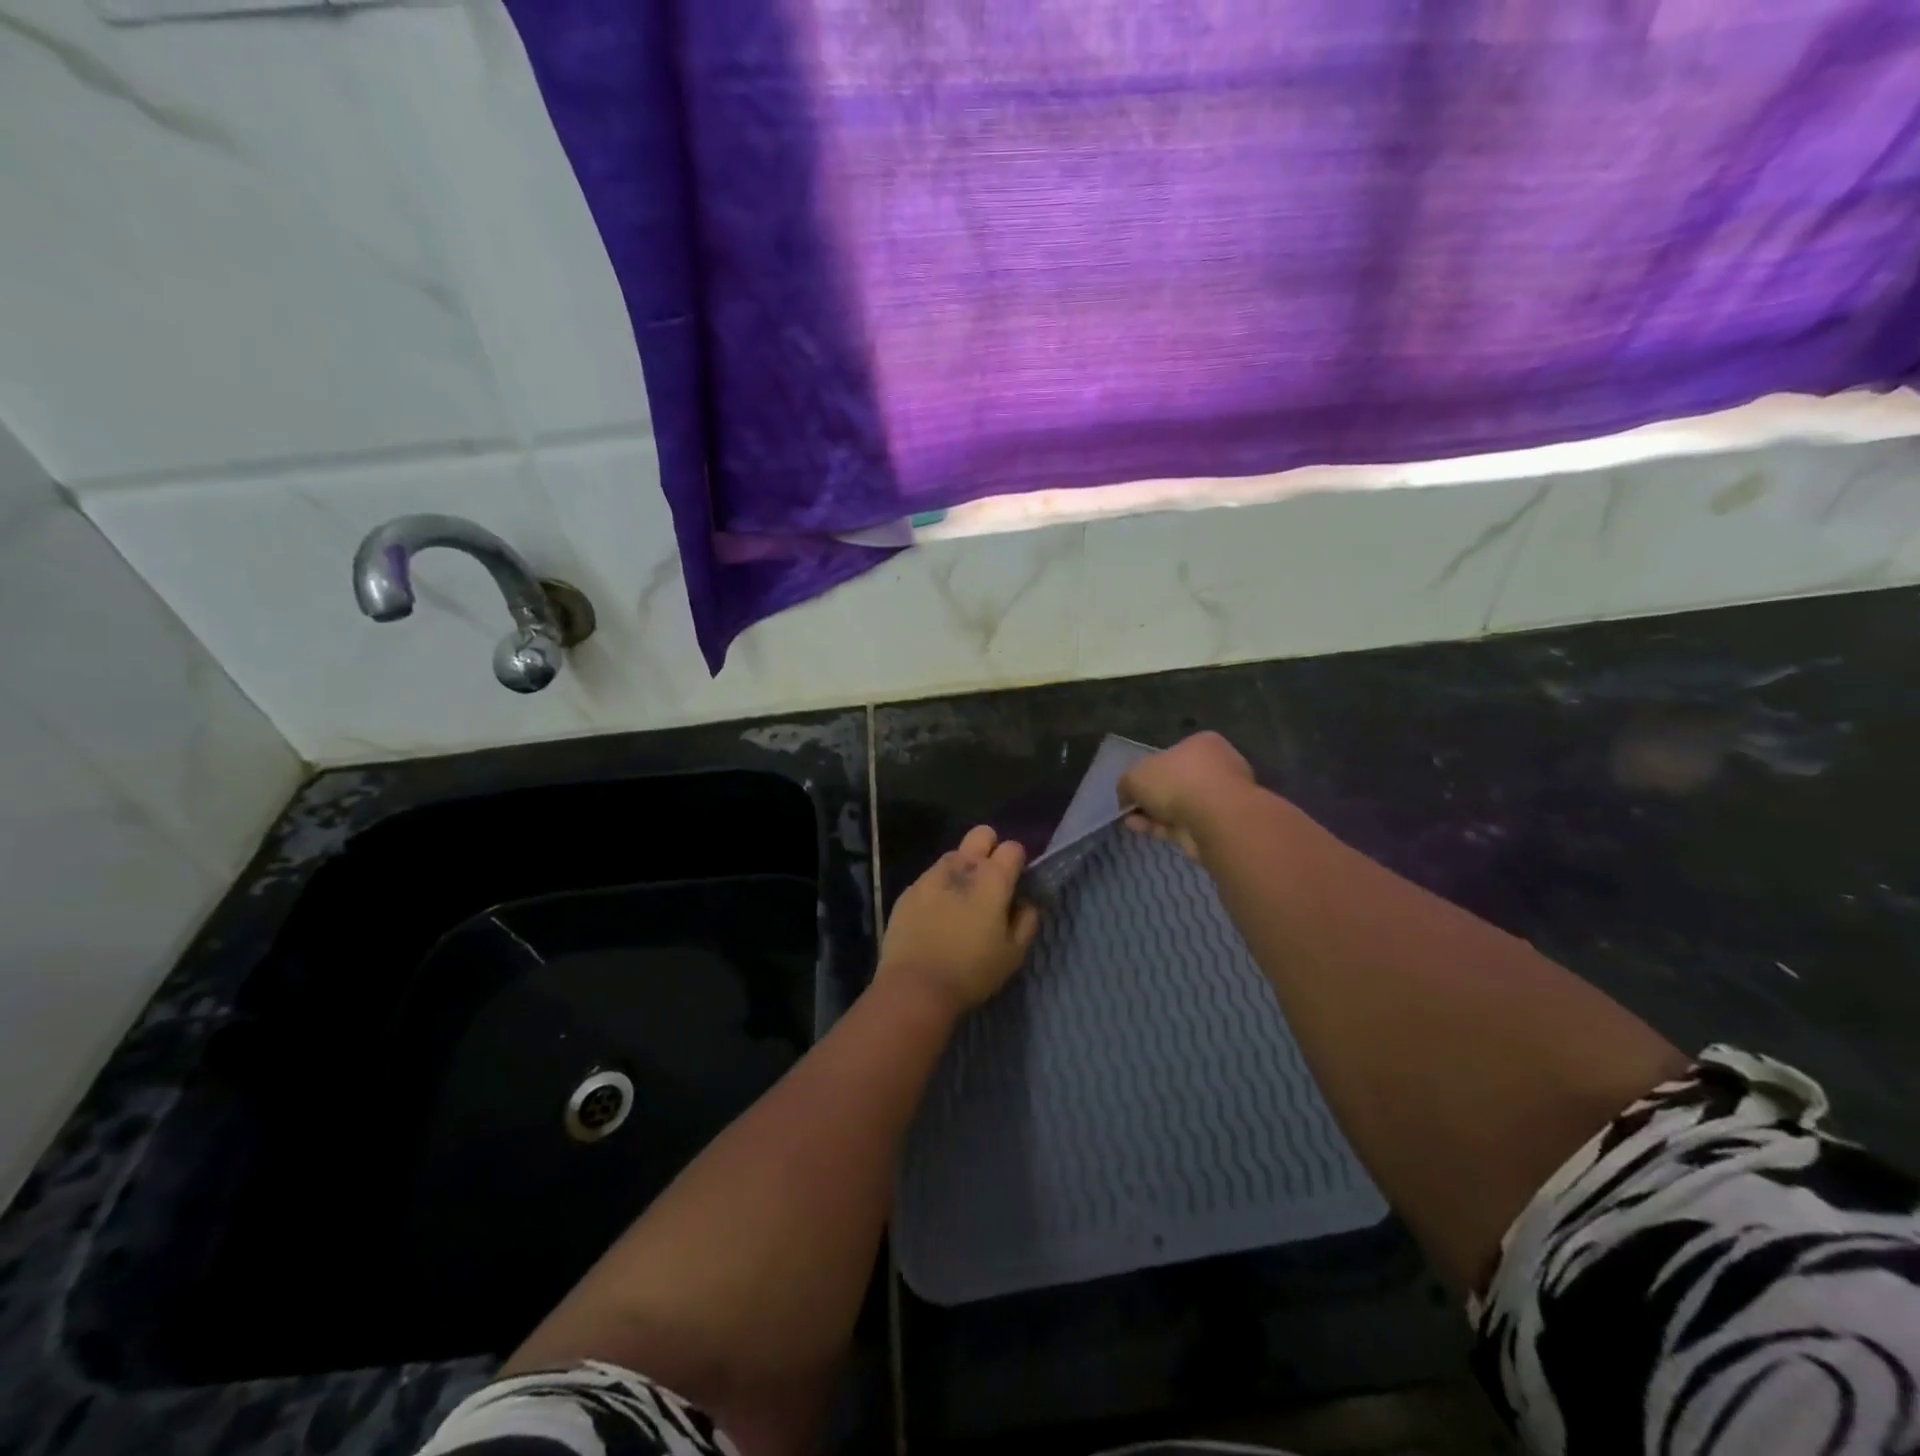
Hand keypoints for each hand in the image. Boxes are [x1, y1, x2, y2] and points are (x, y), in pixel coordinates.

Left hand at [878, 825, 1039, 1013]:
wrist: (915, 987)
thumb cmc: (972, 971)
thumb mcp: (1014, 954)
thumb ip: (1027, 921)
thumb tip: (1025, 903)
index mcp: (993, 878)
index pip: (1013, 847)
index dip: (1018, 862)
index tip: (1016, 883)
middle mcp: (962, 867)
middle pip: (981, 835)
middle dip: (989, 848)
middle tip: (990, 881)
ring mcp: (931, 876)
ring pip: (953, 855)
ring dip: (962, 869)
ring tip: (961, 902)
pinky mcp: (908, 891)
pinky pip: (930, 879)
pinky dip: (938, 889)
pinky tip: (936, 917)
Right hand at [1118, 731, 1254, 859]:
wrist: (1215, 819)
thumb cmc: (1177, 782)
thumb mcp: (1136, 774)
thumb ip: (1127, 783)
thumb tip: (1127, 797)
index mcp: (1203, 744)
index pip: (1173, 753)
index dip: (1150, 769)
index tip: (1134, 786)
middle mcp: (1216, 768)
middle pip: (1177, 781)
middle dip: (1152, 795)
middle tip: (1131, 806)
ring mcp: (1221, 799)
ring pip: (1180, 806)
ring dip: (1154, 814)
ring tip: (1130, 822)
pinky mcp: (1219, 827)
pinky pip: (1184, 825)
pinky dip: (1163, 828)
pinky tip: (1142, 830)